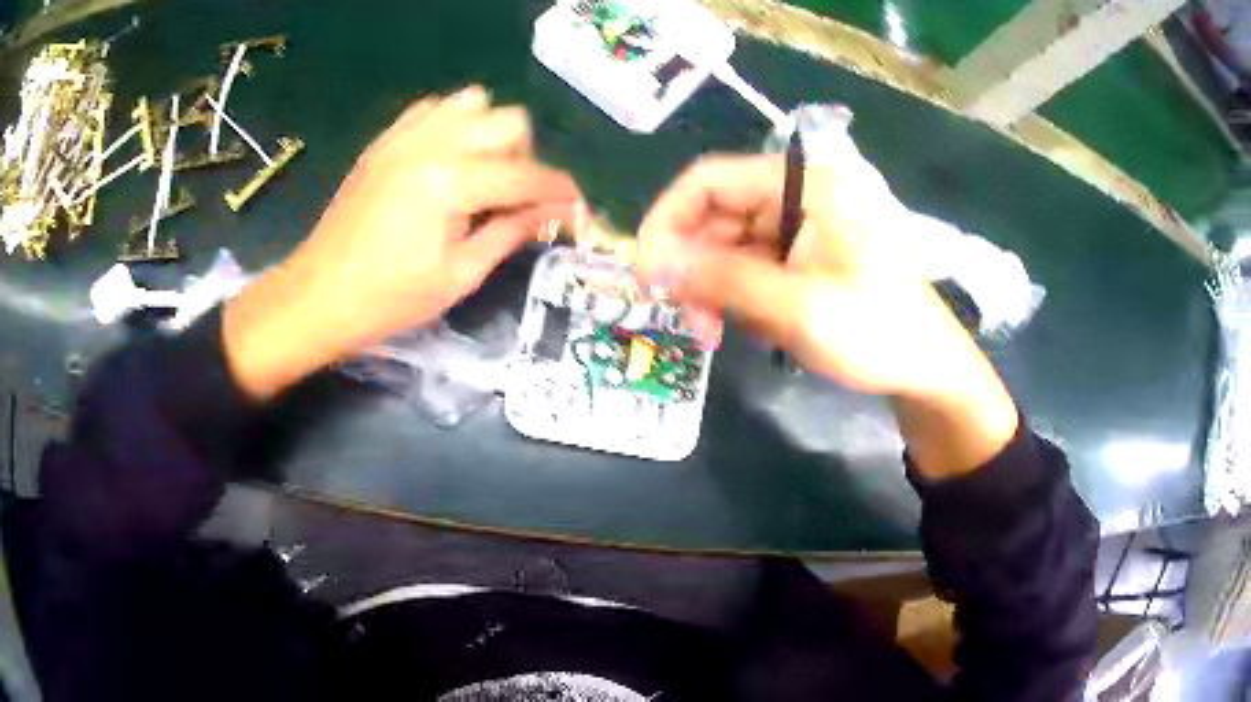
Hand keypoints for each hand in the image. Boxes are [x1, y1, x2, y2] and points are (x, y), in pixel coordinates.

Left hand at [224, 86, 581, 398]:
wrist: (317, 296)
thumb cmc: (388, 300)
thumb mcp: (459, 276)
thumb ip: (510, 234)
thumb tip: (555, 213)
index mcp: (453, 183)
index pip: (526, 176)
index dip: (559, 192)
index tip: (577, 207)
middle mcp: (433, 143)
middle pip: (509, 121)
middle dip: (526, 157)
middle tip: (517, 198)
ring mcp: (405, 136)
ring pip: (474, 103)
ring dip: (490, 133)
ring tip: (481, 174)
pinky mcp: (386, 140)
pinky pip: (433, 109)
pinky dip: (452, 124)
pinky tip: (447, 159)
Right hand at [636, 148, 956, 397]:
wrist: (929, 370)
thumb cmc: (876, 332)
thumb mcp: (796, 308)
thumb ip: (720, 279)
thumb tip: (650, 263)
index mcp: (807, 182)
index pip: (711, 179)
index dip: (668, 221)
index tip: (648, 274)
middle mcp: (802, 191)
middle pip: (719, 213)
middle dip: (695, 267)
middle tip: (690, 323)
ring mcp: (806, 222)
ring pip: (732, 243)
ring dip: (716, 288)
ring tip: (720, 334)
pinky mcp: (809, 251)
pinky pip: (755, 263)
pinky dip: (741, 294)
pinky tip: (754, 326)